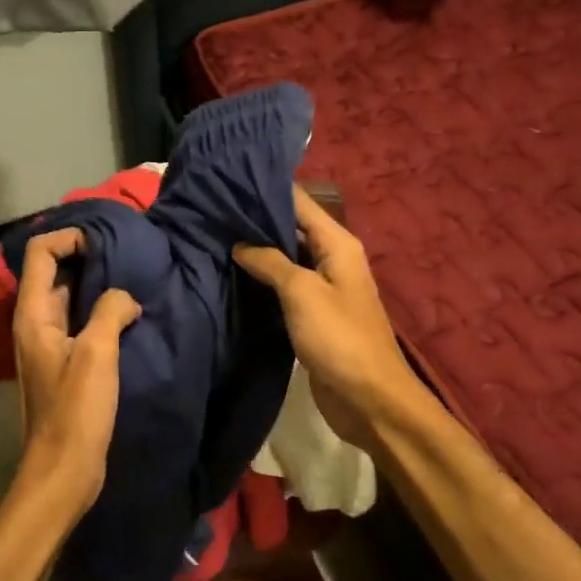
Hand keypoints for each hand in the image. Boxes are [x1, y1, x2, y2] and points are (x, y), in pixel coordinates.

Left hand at [11, 230, 141, 517]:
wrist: (64, 469)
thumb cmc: (76, 412)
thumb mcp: (96, 354)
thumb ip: (110, 311)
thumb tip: (124, 296)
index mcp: (33, 315)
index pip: (41, 253)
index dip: (69, 238)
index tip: (107, 243)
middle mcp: (35, 324)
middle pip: (55, 272)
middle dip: (88, 258)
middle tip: (129, 257)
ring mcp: (49, 345)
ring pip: (72, 300)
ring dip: (98, 287)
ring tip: (134, 283)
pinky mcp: (66, 365)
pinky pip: (82, 325)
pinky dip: (102, 314)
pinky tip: (130, 318)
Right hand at [234, 187, 425, 451]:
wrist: (368, 398)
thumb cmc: (339, 337)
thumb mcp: (302, 292)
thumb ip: (270, 261)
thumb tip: (240, 243)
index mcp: (338, 244)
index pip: (299, 202)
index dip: (267, 189)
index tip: (227, 181)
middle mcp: (332, 260)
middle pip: (291, 229)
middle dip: (256, 221)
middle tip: (211, 213)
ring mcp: (323, 290)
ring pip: (285, 260)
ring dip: (257, 253)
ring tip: (214, 240)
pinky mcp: (313, 317)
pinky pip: (285, 290)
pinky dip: (262, 282)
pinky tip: (232, 278)